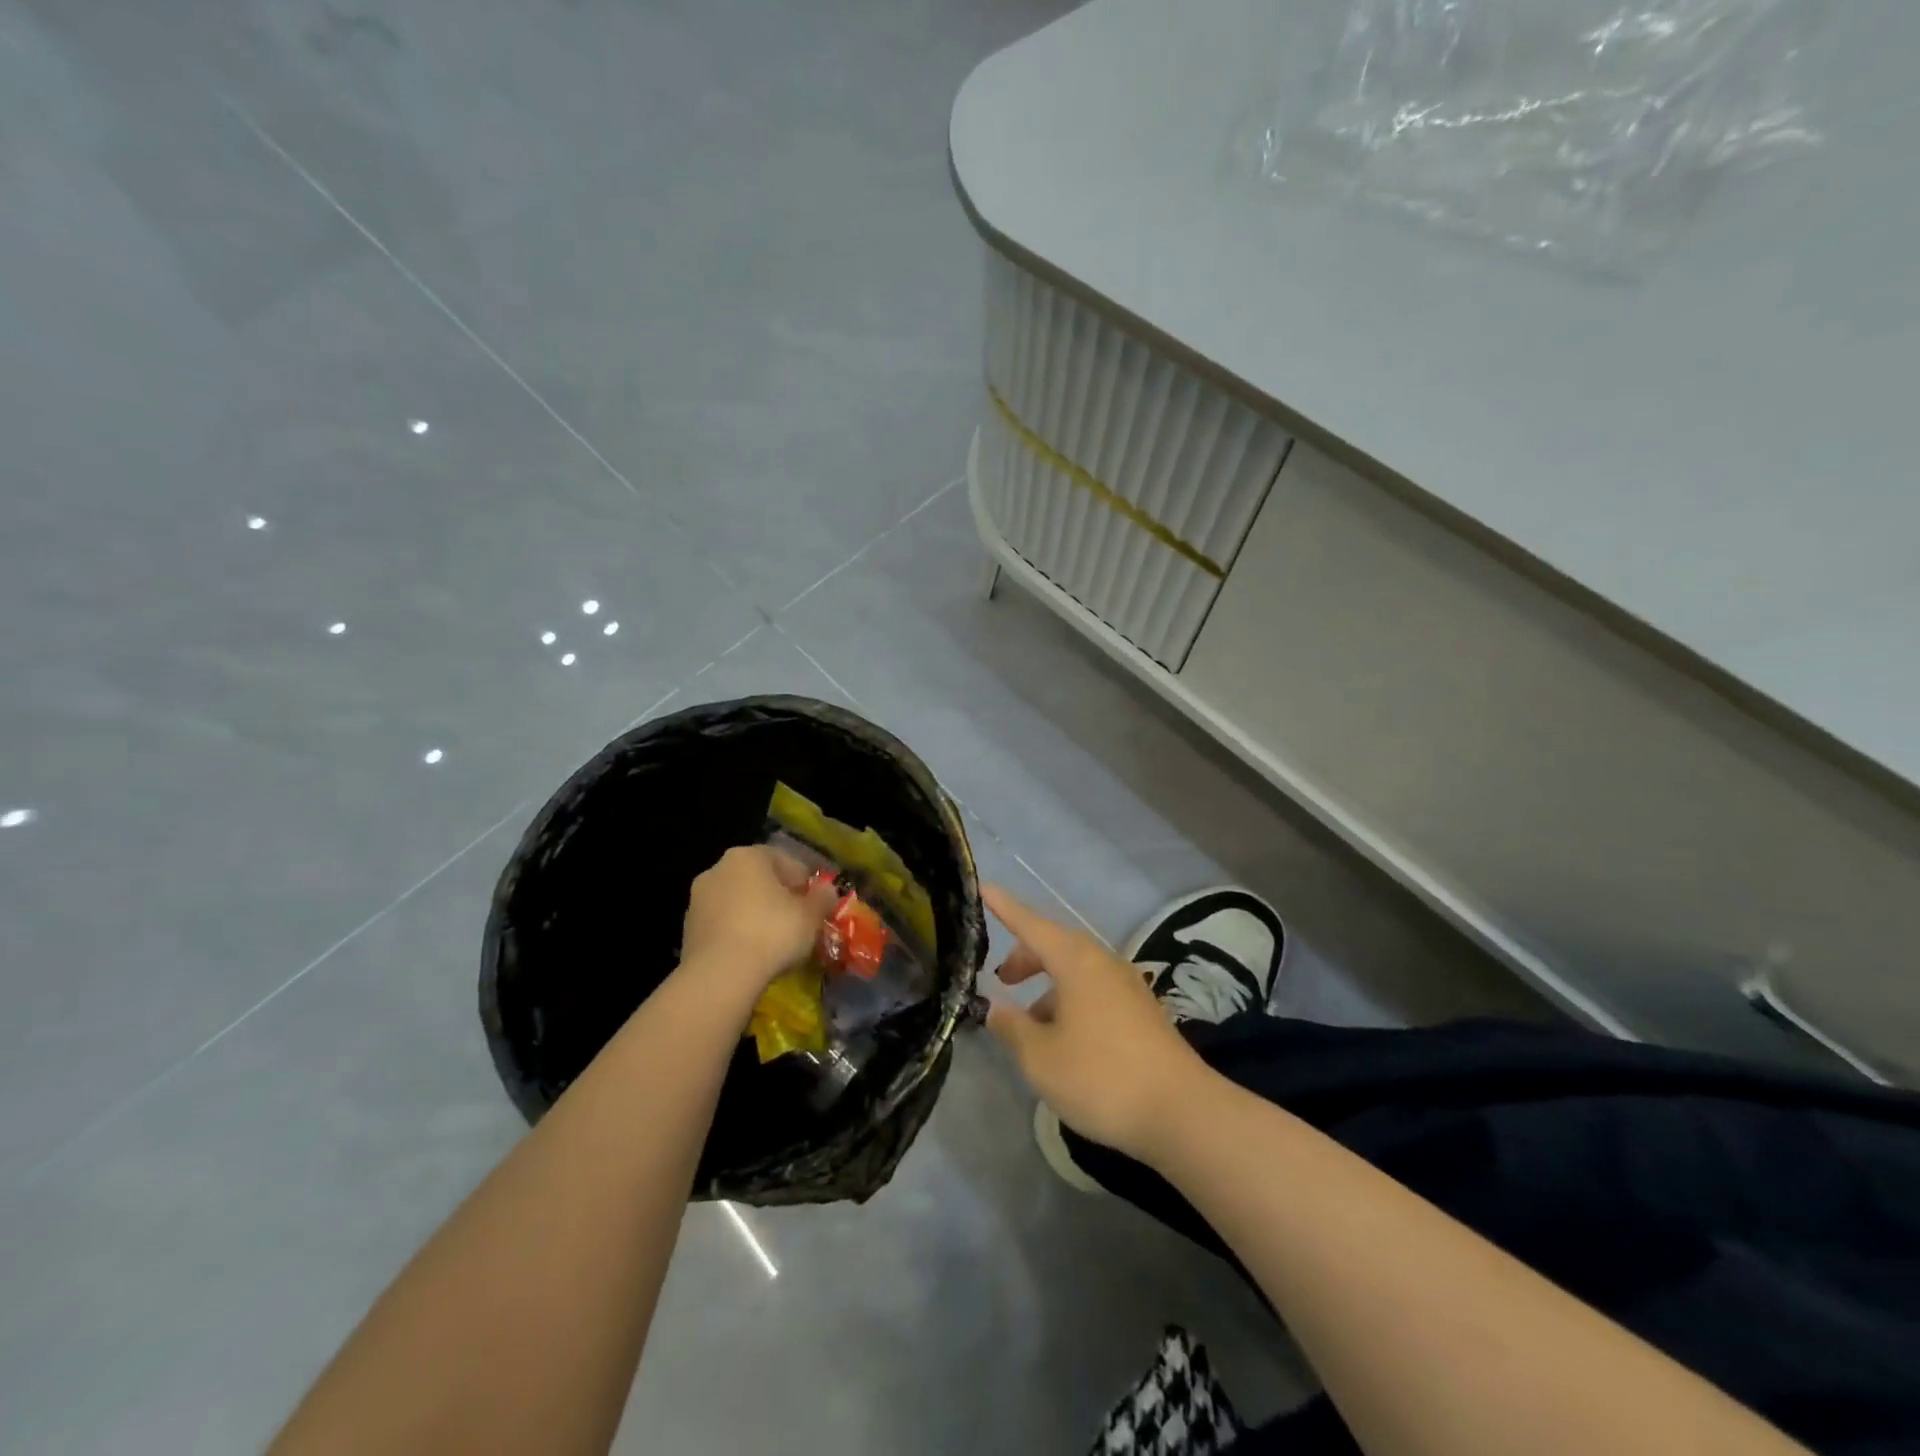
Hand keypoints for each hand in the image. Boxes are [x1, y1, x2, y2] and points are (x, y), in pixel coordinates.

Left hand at [679, 846, 837, 1007]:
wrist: (720, 976)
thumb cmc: (773, 933)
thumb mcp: (811, 916)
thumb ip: (823, 898)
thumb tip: (827, 891)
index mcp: (748, 856)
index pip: (785, 861)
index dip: (804, 883)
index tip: (815, 906)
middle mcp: (718, 869)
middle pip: (758, 880)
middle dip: (777, 898)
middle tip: (797, 923)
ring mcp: (698, 900)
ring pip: (738, 903)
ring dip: (755, 916)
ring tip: (774, 944)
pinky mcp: (687, 930)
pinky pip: (722, 926)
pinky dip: (737, 935)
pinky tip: (751, 956)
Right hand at [984, 885, 1212, 1163]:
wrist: (1182, 1112)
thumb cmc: (1101, 1077)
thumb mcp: (1041, 1058)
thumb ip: (1012, 1027)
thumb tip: (995, 1008)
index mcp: (1076, 962)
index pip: (1031, 925)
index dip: (1005, 909)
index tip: (984, 888)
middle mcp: (1103, 963)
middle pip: (1056, 946)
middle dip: (1026, 957)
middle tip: (1002, 980)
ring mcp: (1127, 986)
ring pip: (1076, 971)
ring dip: (1048, 986)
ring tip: (1029, 1023)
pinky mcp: (1141, 1011)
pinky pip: (1094, 991)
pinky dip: (1070, 1002)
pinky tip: (1063, 1040)